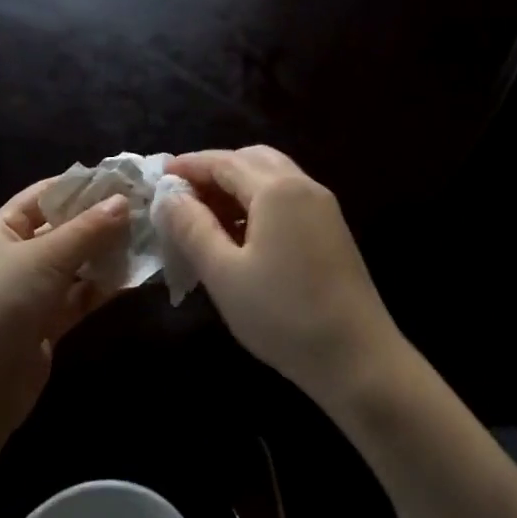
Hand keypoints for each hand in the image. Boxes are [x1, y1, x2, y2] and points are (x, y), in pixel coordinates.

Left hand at [0, 180, 131, 438]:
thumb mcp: (42, 260)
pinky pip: (80, 296)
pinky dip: (103, 288)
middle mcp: (15, 257)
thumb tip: (124, 200)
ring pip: (76, 264)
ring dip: (108, 255)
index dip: (83, 186)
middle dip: (103, 221)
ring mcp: (30, 293)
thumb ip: (87, 230)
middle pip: (65, 229)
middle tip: (148, 210)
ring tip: (150, 240)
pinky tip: (134, 278)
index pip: (45, 195)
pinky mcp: (45, 325)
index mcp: (1, 230)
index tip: (126, 179)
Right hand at [156, 146, 401, 408]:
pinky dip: (259, 203)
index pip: (224, 161)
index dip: (189, 166)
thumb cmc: (283, 315)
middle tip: (183, 198)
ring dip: (237, 187)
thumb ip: (192, 229)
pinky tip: (241, 236)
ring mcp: (323, 207)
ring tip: (206, 218)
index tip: (159, 176)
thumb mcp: (224, 273)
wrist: (358, 357)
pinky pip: (288, 199)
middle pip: (252, 160)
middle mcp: (303, 186)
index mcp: (277, 189)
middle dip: (215, 171)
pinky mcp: (331, 230)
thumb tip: (169, 197)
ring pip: (273, 178)